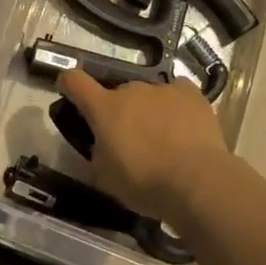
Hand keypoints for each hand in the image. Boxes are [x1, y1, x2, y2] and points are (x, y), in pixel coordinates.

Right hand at [57, 70, 241, 228]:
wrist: (197, 181)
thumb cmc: (144, 183)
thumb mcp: (106, 177)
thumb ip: (98, 153)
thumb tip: (103, 144)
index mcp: (104, 108)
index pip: (74, 81)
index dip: (68, 84)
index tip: (69, 91)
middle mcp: (131, 90)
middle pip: (118, 93)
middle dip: (119, 111)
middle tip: (129, 138)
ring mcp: (162, 88)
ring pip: (148, 95)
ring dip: (148, 110)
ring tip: (163, 138)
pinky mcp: (191, 93)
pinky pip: (176, 93)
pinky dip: (175, 106)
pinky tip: (184, 127)